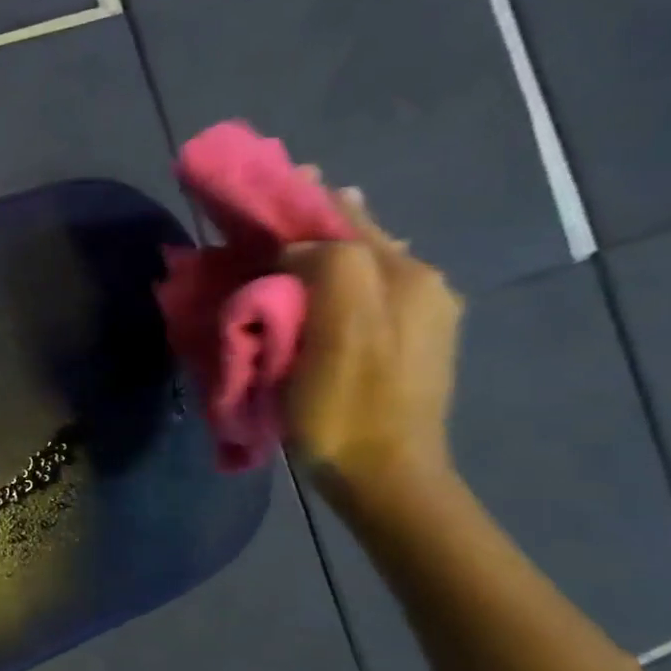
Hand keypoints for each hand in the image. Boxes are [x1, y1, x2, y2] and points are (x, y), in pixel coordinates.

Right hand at [281, 189, 463, 494]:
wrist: (384, 476)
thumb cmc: (346, 407)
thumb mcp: (338, 331)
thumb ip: (329, 268)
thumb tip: (296, 250)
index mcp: (403, 276)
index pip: (341, 219)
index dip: (294, 203)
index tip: (250, 195)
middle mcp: (420, 283)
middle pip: (354, 237)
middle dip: (305, 224)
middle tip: (255, 222)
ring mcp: (418, 314)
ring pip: (358, 263)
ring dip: (315, 252)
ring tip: (273, 250)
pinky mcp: (405, 343)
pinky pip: (360, 292)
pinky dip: (328, 280)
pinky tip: (304, 291)